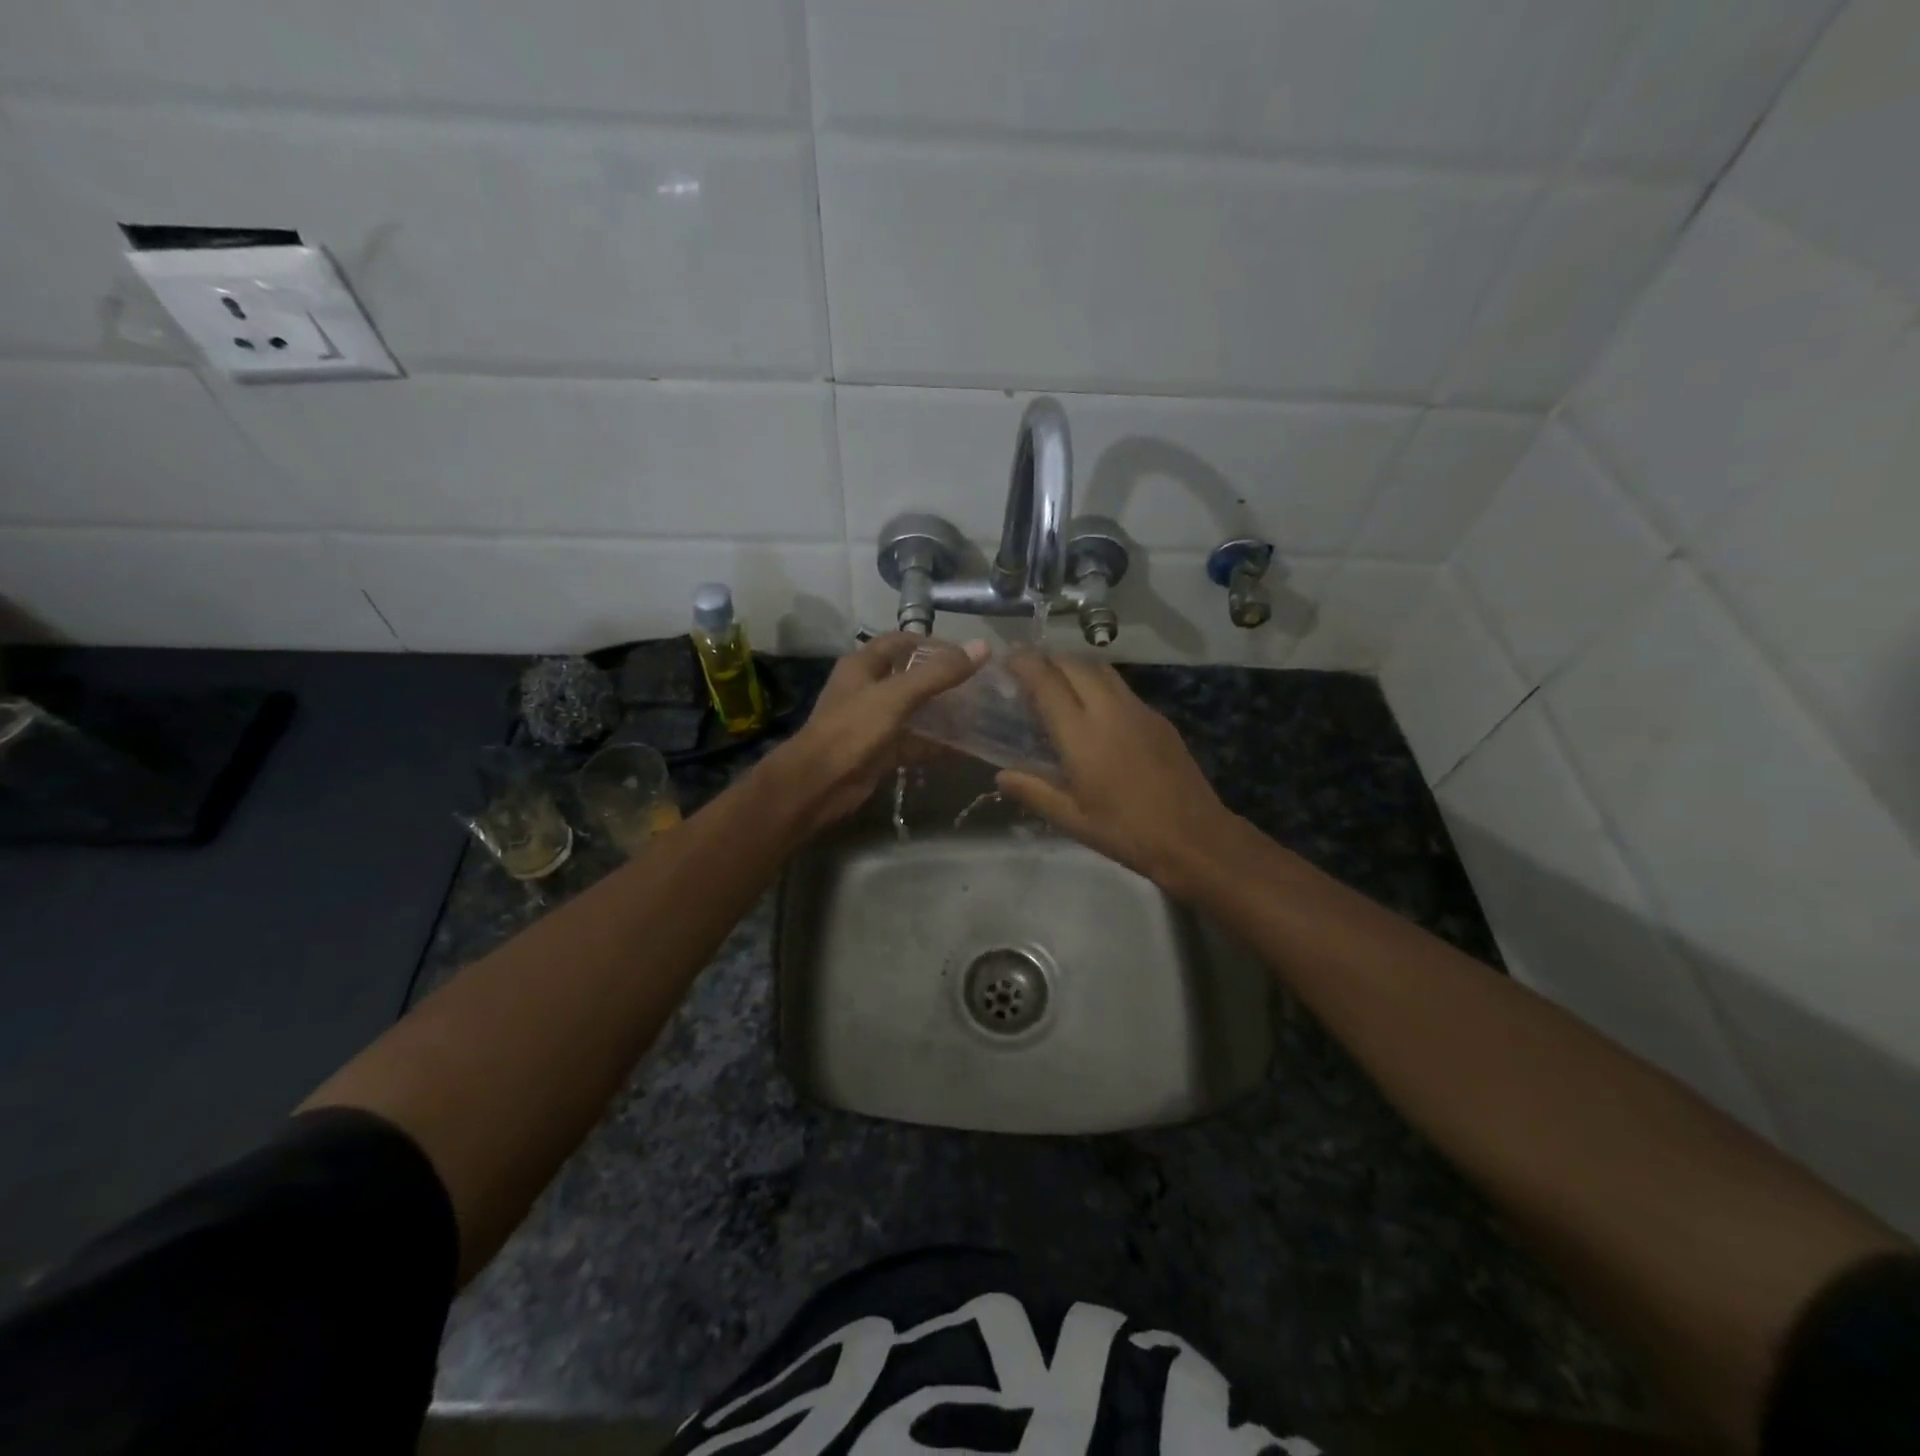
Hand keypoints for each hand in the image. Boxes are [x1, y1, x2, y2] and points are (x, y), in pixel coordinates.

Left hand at [765, 633, 986, 832]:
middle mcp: (867, 689)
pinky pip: (914, 743)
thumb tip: (982, 647)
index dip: (932, 644)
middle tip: (979, 685)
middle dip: (943, 680)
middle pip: (911, 677)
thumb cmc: (853, 729)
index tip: (966, 654)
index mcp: (863, 665)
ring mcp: (874, 722)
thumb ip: (939, 673)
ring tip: (979, 714)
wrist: (819, 784)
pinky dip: (937, 745)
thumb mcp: (897, 695)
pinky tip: (966, 748)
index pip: (901, 642)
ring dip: (942, 713)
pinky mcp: (881, 751)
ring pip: (915, 712)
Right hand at [997, 653, 1235, 896]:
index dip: (1024, 663)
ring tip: (1058, 684)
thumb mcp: (1072, 819)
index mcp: (1082, 734)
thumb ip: (1033, 791)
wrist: (1194, 837)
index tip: (1007, 659)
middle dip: (1047, 660)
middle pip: (1074, 664)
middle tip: (1028, 672)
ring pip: (1101, 670)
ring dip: (1075, 667)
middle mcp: (1109, 710)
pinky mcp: (1158, 718)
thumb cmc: (1126, 832)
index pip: (1046, 681)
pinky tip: (1095, 709)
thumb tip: (1001, 775)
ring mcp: (1138, 710)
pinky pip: (1121, 687)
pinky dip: (1099, 684)